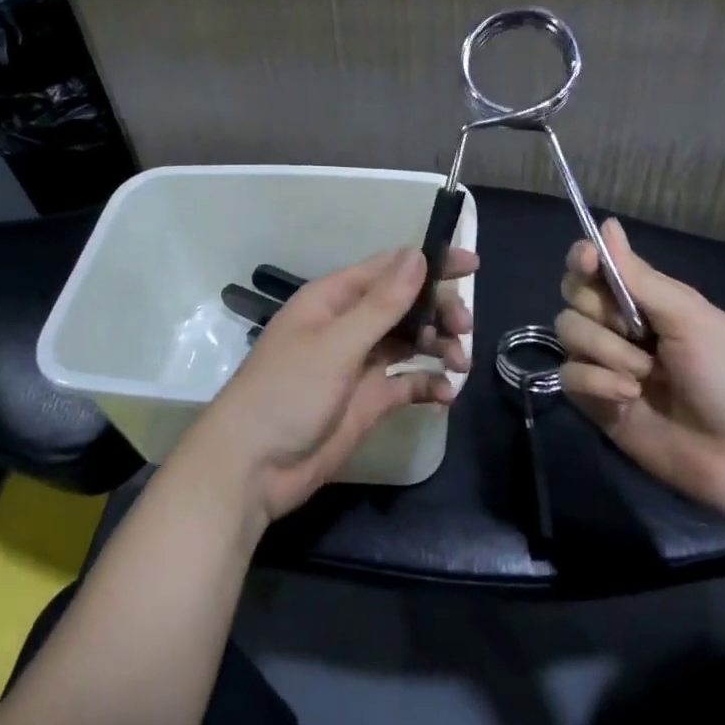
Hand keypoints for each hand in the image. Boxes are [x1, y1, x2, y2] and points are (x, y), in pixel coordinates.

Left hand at [179, 245, 476, 526]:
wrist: (253, 468)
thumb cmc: (287, 393)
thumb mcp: (335, 345)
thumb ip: (381, 304)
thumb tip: (418, 256)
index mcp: (334, 299)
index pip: (389, 269)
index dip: (430, 263)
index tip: (471, 264)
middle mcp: (350, 324)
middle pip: (406, 305)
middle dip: (439, 311)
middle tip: (463, 328)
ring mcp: (360, 363)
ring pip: (412, 341)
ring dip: (439, 347)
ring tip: (459, 364)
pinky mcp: (369, 399)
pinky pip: (408, 382)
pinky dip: (429, 383)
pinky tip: (445, 394)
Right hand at [556, 218, 724, 527]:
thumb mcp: (691, 318)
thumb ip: (639, 276)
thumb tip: (608, 223)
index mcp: (649, 301)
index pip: (598, 267)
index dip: (585, 259)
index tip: (588, 263)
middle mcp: (623, 327)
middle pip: (574, 295)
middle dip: (599, 310)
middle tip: (636, 332)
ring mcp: (608, 364)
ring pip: (569, 332)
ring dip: (605, 350)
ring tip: (643, 376)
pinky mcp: (597, 402)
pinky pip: (570, 375)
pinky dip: (596, 382)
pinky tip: (627, 396)